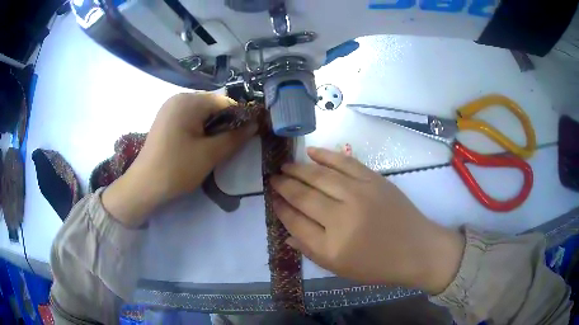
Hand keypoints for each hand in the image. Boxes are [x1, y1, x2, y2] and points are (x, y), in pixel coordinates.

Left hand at [102, 93, 256, 226]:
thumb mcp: (210, 154)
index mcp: (189, 101)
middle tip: (232, 143)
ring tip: (217, 145)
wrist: (144, 185)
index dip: (240, 116)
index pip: (225, 101)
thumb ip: (235, 138)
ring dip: (213, 126)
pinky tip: (201, 144)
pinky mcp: (165, 119)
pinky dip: (199, 128)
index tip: (250, 133)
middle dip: (226, 122)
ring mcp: (169, 108)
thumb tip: (255, 125)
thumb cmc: (177, 168)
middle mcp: (178, 98)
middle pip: (212, 105)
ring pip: (201, 112)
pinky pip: (189, 118)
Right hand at [271, 148, 464, 293]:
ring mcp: (359, 194)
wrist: (417, 249)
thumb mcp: (340, 268)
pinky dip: (325, 155)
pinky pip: (344, 162)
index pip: (296, 222)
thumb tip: (286, 234)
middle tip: (273, 179)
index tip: (272, 199)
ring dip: (298, 169)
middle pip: (303, 196)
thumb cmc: (378, 265)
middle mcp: (342, 217)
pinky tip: (310, 152)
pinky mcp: (373, 179)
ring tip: (285, 166)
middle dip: (284, 186)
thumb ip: (311, 250)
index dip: (281, 209)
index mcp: (331, 246)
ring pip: (319, 175)